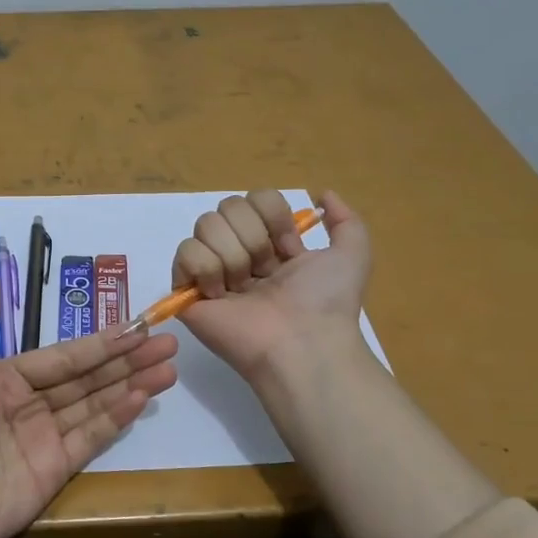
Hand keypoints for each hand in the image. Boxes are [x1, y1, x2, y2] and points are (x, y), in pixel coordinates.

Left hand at [0, 275, 178, 537]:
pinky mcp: (54, 470)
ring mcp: (44, 438)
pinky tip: (141, 399)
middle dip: (126, 360)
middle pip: (86, 377)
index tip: (137, 327)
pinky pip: (90, 438)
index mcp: (5, 377)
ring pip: (95, 404)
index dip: (100, 342)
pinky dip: (116, 419)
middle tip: (168, 343)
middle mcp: (29, 403)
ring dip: (130, 385)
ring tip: (168, 369)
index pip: (63, 356)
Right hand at [173, 188, 371, 380]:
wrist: (301, 343)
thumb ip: (346, 220)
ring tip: (243, 288)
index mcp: (272, 245)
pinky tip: (219, 294)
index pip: (256, 198)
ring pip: (206, 224)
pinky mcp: (186, 289)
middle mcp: (239, 253)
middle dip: (253, 237)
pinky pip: (184, 251)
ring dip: (232, 255)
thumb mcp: (353, 255)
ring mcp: (210, 271)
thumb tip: (323, 194)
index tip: (289, 249)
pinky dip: (205, 268)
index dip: (274, 217)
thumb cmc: (325, 302)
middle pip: (228, 206)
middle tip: (265, 272)